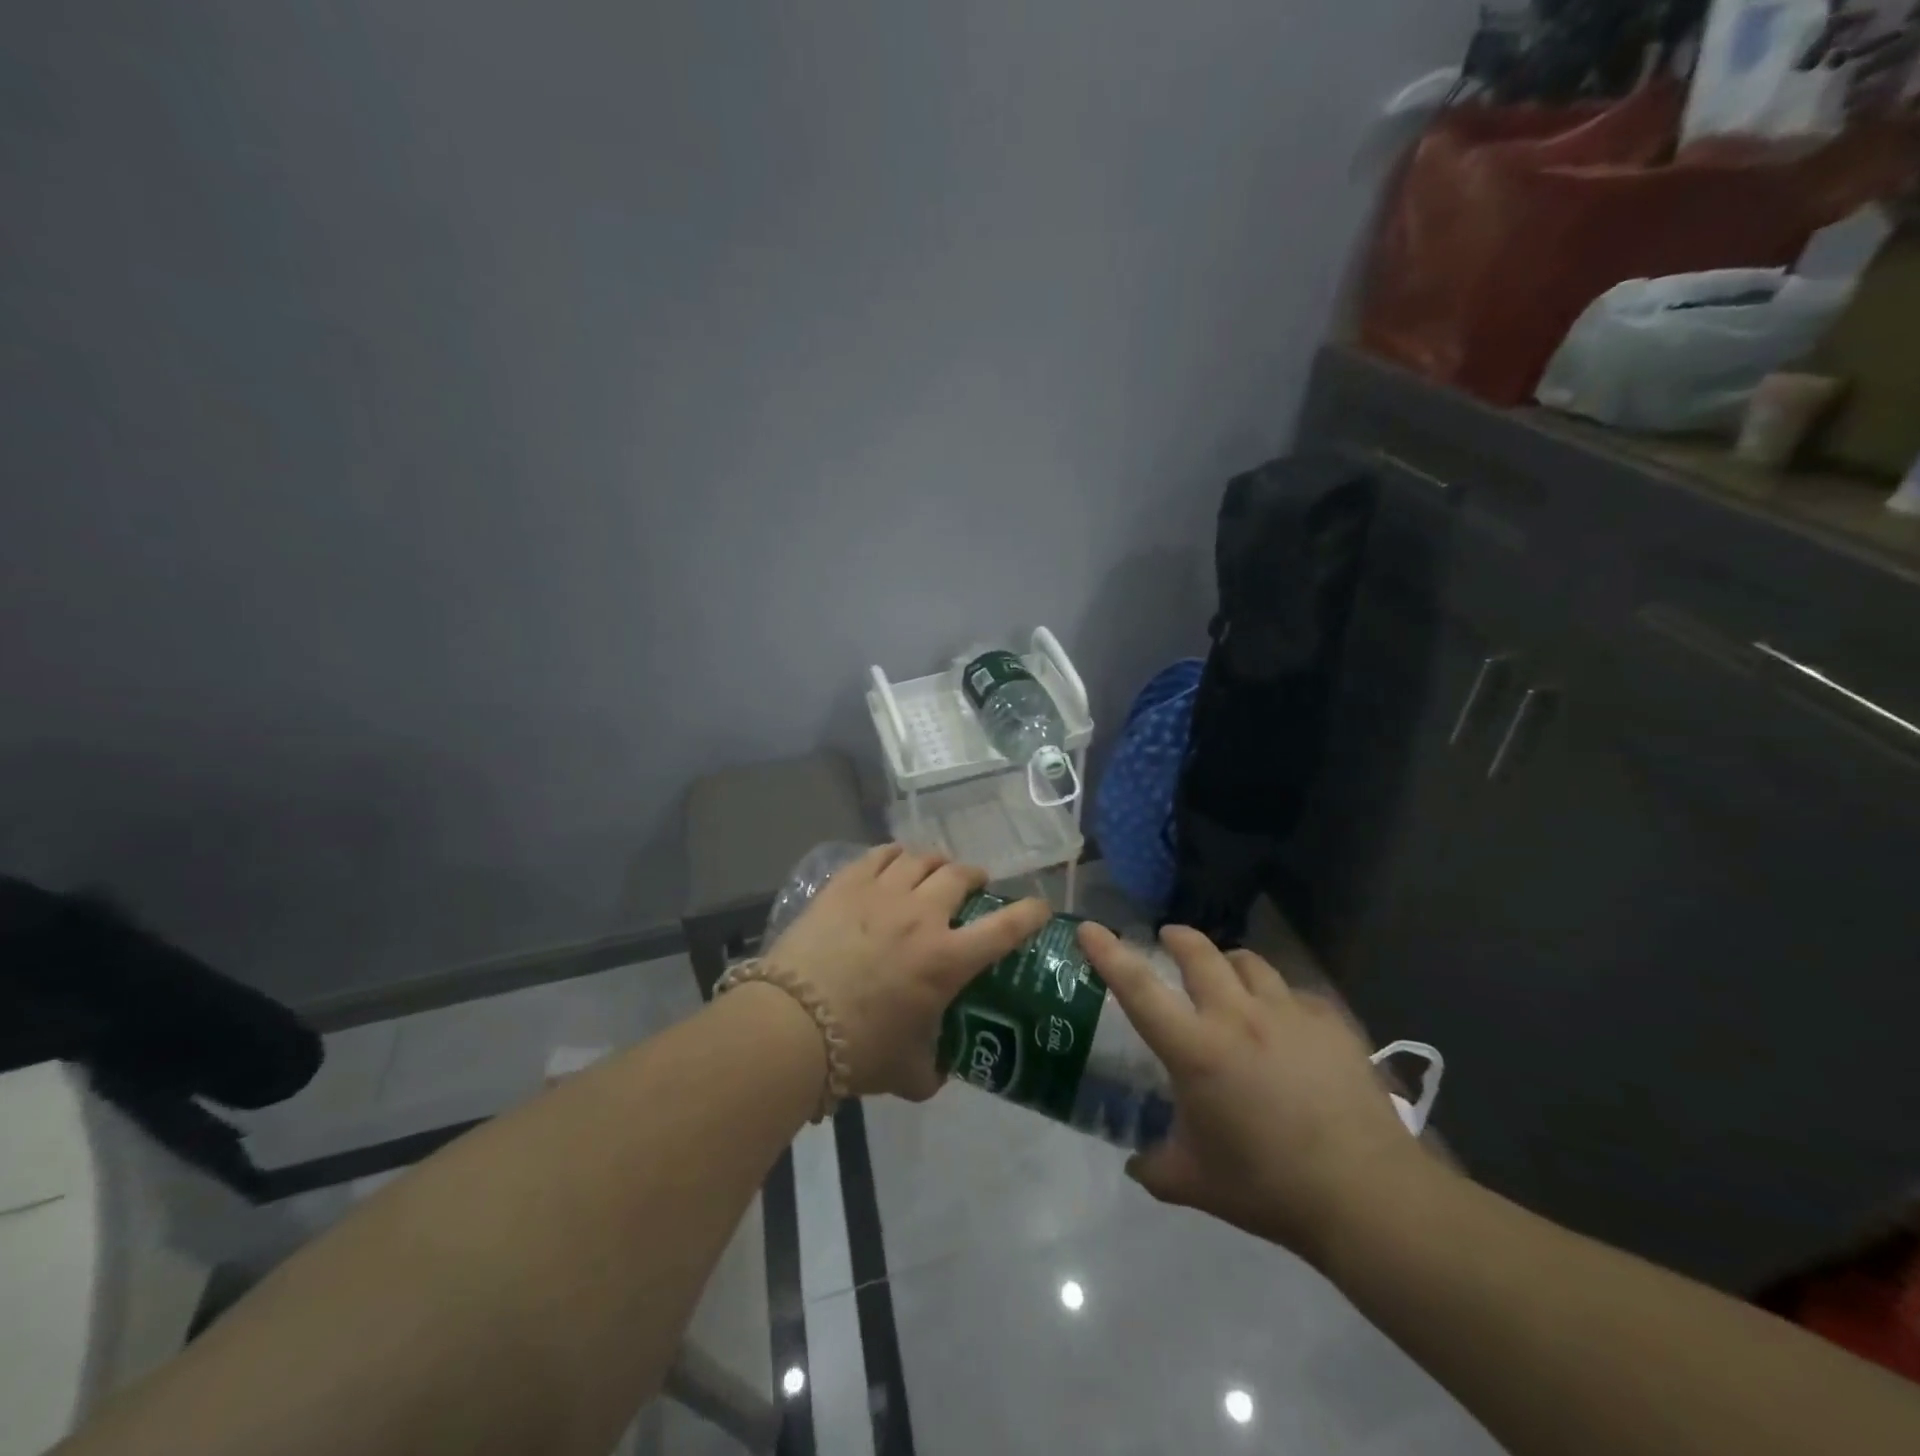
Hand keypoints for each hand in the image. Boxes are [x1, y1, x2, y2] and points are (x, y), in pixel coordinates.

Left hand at [767, 845, 1048, 1100]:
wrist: (792, 1024)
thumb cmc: (858, 1050)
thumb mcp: (908, 1073)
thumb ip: (933, 1071)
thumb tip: (938, 1072)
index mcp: (947, 959)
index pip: (1006, 926)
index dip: (1030, 913)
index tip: (1039, 907)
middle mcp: (922, 916)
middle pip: (960, 875)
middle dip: (975, 876)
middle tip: (974, 885)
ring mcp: (883, 893)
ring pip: (921, 859)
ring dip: (936, 863)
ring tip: (933, 871)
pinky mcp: (847, 885)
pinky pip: (880, 855)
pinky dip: (895, 856)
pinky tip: (894, 863)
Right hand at [1077, 922, 1433, 1266]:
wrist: (1366, 1195)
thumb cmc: (1268, 1186)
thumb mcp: (1195, 1183)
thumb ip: (1154, 1167)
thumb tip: (1135, 1163)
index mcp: (1196, 1049)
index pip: (1138, 988)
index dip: (1108, 953)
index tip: (1089, 929)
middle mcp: (1237, 1016)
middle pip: (1199, 953)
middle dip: (1178, 938)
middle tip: (1169, 940)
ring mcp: (1287, 1013)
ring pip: (1249, 962)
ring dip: (1229, 962)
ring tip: (1227, 977)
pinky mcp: (1329, 1021)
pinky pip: (1293, 992)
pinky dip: (1277, 996)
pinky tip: (1283, 1022)